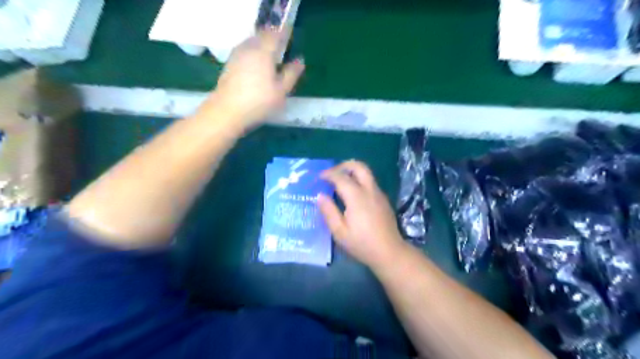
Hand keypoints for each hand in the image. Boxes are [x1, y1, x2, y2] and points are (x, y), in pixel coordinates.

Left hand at [202, 28, 307, 128]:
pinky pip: (245, 52)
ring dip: (262, 46)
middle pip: (262, 36)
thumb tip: (299, 60)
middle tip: (282, 49)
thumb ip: (291, 73)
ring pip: (252, 43)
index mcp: (264, 51)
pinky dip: (253, 54)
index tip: (291, 40)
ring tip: (271, 59)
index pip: (276, 34)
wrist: (227, 111)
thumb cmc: (259, 102)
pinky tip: (257, 68)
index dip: (285, 35)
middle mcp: (249, 47)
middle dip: (273, 40)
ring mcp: (237, 55)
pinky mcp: (229, 64)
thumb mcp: (281, 91)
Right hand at [319, 162, 403, 267]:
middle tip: (332, 173)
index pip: (341, 177)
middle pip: (359, 166)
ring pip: (366, 173)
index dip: (329, 174)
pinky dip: (359, 180)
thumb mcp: (339, 232)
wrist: (389, 252)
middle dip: (344, 165)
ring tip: (340, 182)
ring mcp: (379, 194)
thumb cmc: (362, 244)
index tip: (319, 177)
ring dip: (352, 172)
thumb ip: (329, 211)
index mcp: (357, 197)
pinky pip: (370, 182)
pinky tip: (352, 194)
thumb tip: (320, 196)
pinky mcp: (383, 199)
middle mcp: (369, 190)